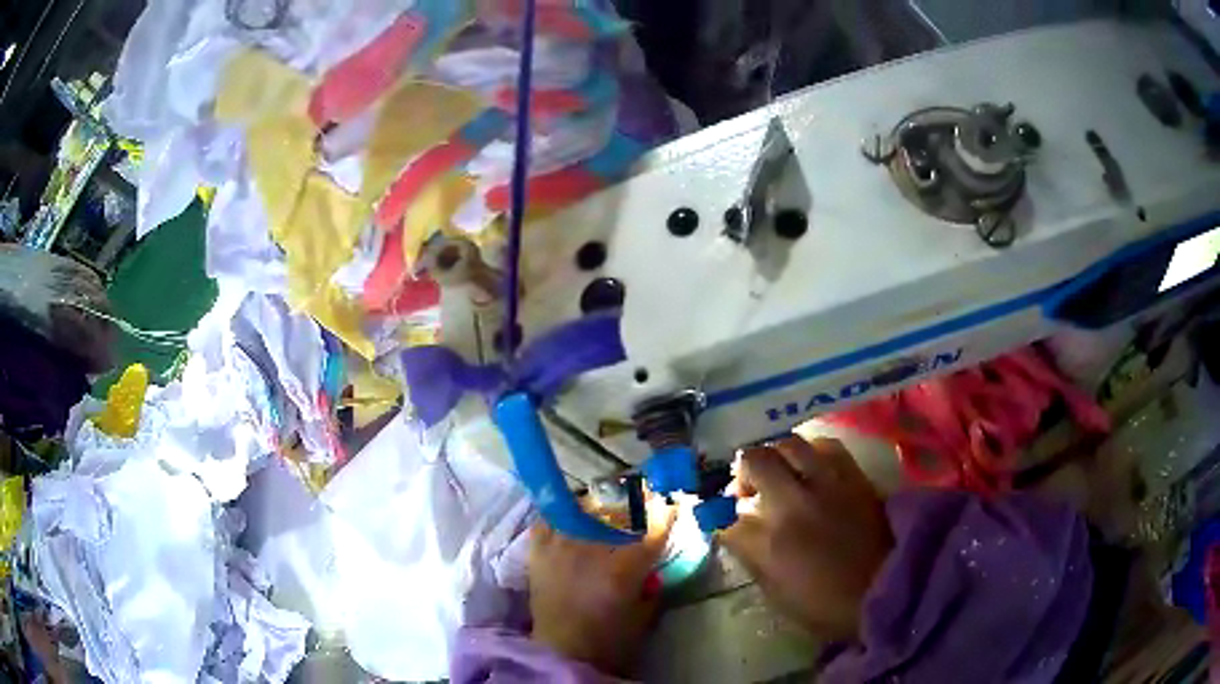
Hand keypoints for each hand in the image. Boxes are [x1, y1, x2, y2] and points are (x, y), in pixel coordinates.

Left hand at [529, 500, 675, 675]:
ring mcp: (561, 548)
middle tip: (638, 503)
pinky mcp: (538, 553)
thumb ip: (651, 587)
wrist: (562, 652)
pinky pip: (547, 521)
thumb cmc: (609, 640)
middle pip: (615, 511)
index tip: (670, 503)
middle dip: (631, 504)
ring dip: (594, 507)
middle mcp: (591, 550)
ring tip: (600, 509)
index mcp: (623, 568)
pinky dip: (558, 516)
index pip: (651, 528)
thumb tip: (651, 569)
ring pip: (580, 509)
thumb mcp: (644, 615)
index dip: (664, 512)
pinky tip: (568, 519)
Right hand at [719, 436, 892, 640]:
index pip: (725, 511)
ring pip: (787, 443)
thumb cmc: (824, 604)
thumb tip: (735, 529)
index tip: (721, 517)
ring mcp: (825, 483)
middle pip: (753, 461)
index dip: (717, 513)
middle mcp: (793, 502)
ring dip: (775, 455)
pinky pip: (824, 445)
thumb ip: (751, 554)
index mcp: (768, 540)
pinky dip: (810, 451)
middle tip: (749, 489)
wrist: (884, 589)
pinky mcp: (853, 475)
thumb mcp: (774, 591)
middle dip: (743, 473)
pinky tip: (810, 465)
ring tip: (779, 471)